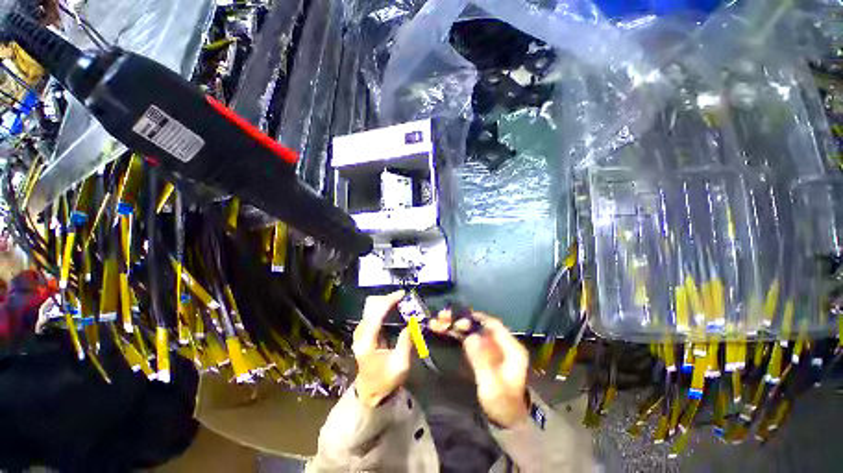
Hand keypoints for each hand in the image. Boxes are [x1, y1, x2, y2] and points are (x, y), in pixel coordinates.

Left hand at [352, 291, 411, 407]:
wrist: (370, 392)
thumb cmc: (385, 381)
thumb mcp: (400, 365)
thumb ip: (406, 342)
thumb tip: (411, 323)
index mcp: (367, 343)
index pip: (376, 315)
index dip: (389, 301)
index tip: (402, 294)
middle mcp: (360, 335)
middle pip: (371, 308)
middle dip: (387, 299)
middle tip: (402, 298)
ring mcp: (360, 334)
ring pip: (371, 310)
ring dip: (385, 303)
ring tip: (400, 302)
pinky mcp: (363, 334)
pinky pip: (373, 315)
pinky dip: (383, 309)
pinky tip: (393, 309)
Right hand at [432, 310, 529, 427]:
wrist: (505, 419)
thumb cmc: (502, 403)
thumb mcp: (493, 385)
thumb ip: (482, 361)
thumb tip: (471, 336)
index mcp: (511, 348)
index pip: (493, 325)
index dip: (475, 319)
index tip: (458, 319)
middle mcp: (500, 342)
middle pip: (479, 324)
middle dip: (461, 320)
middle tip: (443, 318)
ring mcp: (490, 346)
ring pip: (471, 329)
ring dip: (455, 324)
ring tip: (438, 322)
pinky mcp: (481, 351)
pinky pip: (467, 337)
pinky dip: (455, 332)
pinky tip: (441, 329)